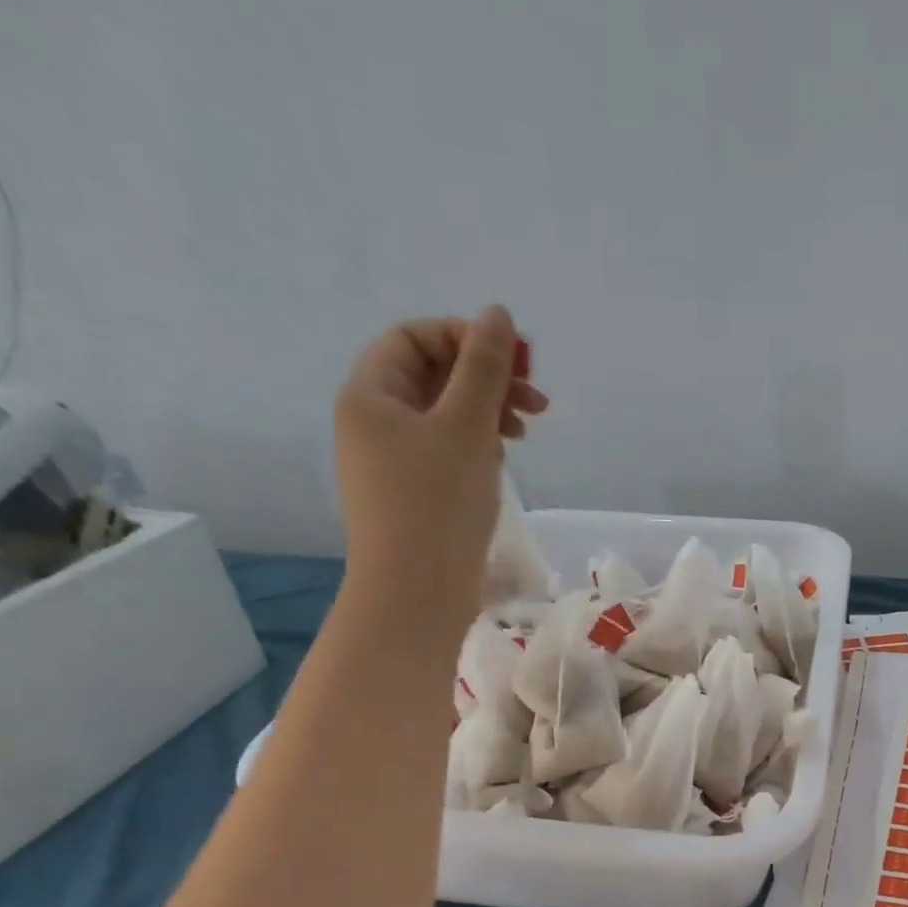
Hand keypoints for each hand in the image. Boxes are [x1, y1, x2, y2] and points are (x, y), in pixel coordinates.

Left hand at [332, 307, 547, 617]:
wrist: (417, 593)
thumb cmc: (438, 504)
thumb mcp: (467, 426)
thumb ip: (484, 367)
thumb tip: (497, 313)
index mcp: (371, 394)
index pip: (415, 337)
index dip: (466, 337)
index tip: (517, 363)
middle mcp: (373, 421)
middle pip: (432, 374)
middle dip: (486, 379)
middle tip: (536, 402)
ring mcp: (391, 460)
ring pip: (443, 415)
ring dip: (487, 412)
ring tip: (524, 433)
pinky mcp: (413, 493)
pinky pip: (445, 450)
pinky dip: (477, 445)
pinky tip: (502, 461)